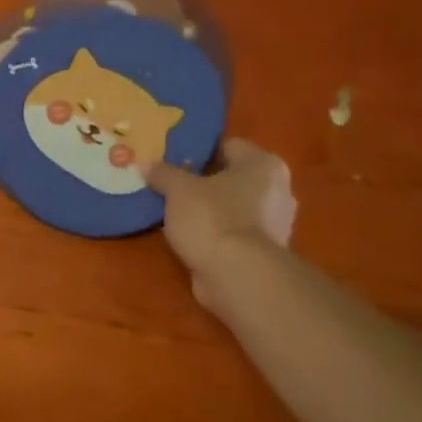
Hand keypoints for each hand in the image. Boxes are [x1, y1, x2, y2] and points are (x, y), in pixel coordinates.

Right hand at [142, 138, 296, 281]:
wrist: (238, 276)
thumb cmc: (213, 218)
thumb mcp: (178, 189)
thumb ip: (163, 173)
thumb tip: (145, 163)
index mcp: (263, 164)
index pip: (228, 145)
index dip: (199, 149)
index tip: (173, 158)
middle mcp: (277, 189)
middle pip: (232, 176)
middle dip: (203, 180)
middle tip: (171, 183)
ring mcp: (275, 223)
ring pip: (233, 205)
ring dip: (209, 208)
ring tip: (176, 210)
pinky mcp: (264, 252)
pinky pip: (233, 231)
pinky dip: (215, 232)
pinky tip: (190, 234)